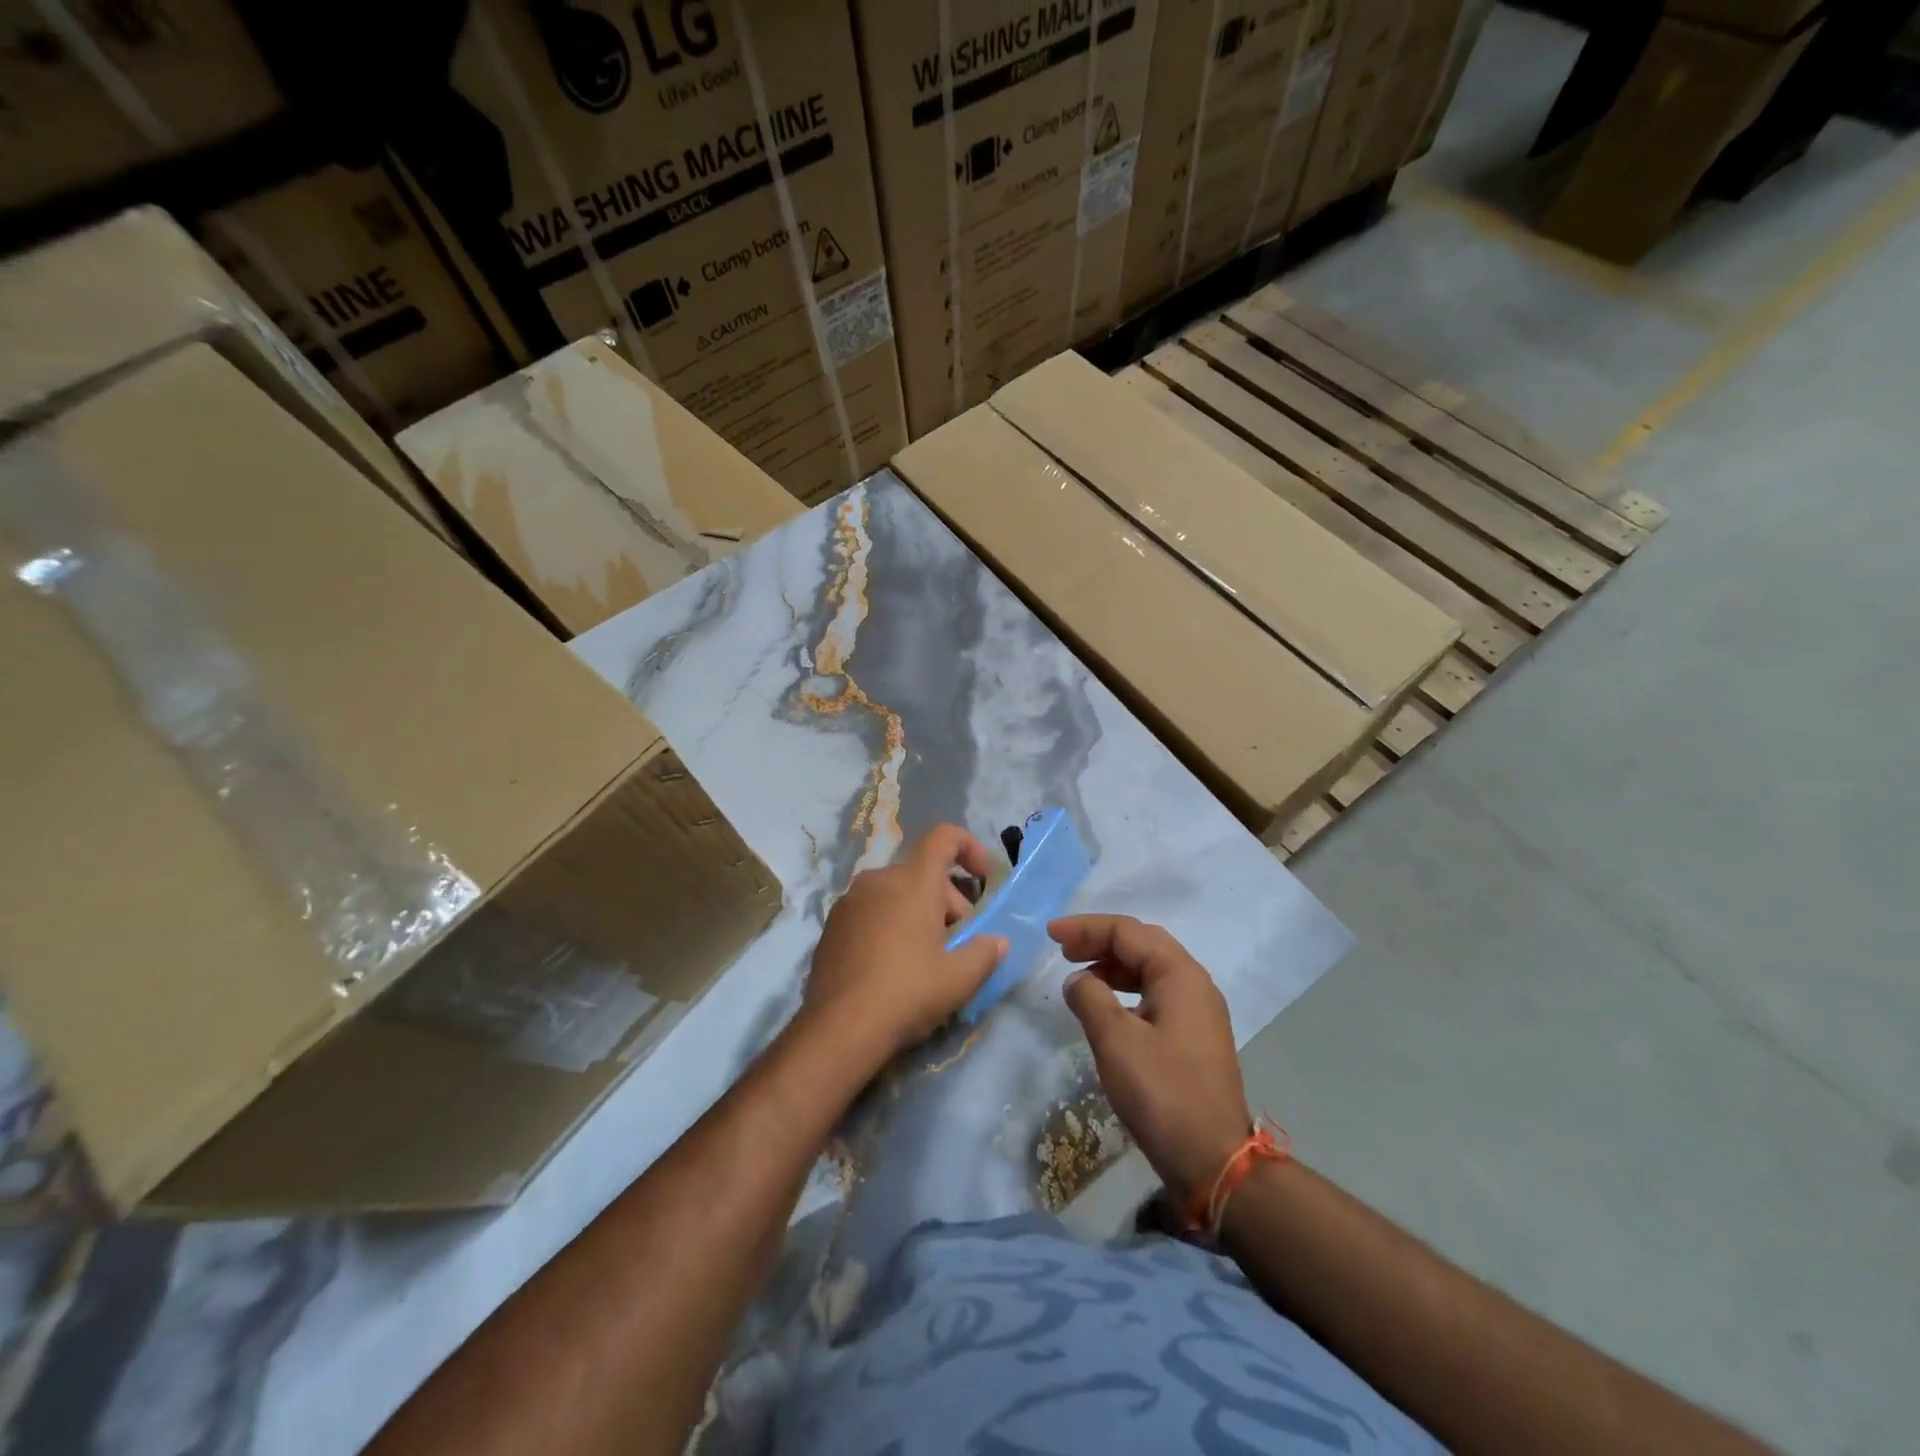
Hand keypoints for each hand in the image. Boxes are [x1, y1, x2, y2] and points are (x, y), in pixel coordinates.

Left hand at [802, 825, 1007, 1066]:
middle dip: (949, 900)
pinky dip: (891, 924)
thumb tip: (997, 942)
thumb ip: (985, 953)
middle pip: (923, 872)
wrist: (839, 1029)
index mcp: (913, 881)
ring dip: (919, 913)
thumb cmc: (907, 992)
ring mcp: (850, 901)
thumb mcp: (960, 978)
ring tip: (927, 957)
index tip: (983, 880)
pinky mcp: (832, 924)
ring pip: (896, 892)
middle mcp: (879, 879)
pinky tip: (893, 966)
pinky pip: (872, 910)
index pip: (944, 837)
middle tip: (958, 942)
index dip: (969, 848)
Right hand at [1053, 915, 1252, 1202]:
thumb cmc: (1162, 1094)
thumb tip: (1078, 980)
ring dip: (1113, 964)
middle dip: (1101, 940)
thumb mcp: (1116, 1041)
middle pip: (1143, 943)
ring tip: (1079, 975)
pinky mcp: (1195, 1036)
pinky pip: (1156, 993)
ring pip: (1151, 968)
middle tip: (1063, 949)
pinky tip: (1106, 1006)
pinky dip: (1126, 989)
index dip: (1086, 928)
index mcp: (1180, 975)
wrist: (1214, 1161)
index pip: (1128, 932)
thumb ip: (1090, 998)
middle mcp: (1194, 983)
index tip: (1051, 935)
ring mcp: (1199, 1011)